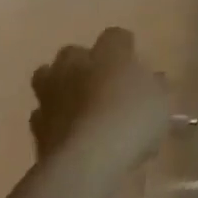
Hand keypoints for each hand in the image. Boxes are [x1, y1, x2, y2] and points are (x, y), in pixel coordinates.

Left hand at [29, 28, 168, 168]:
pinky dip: (54, 121)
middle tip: (101, 82)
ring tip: (79, 107)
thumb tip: (153, 81)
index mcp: (109, 52)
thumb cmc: (131, 120)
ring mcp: (51, 95)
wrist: (86, 161)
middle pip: (73, 53)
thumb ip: (156, 88)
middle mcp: (75, 65)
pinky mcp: (36, 127)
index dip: (124, 47)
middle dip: (84, 64)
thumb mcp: (161, 103)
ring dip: (61, 88)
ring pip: (48, 79)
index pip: (115, 36)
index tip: (133, 61)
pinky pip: (44, 115)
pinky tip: (69, 134)